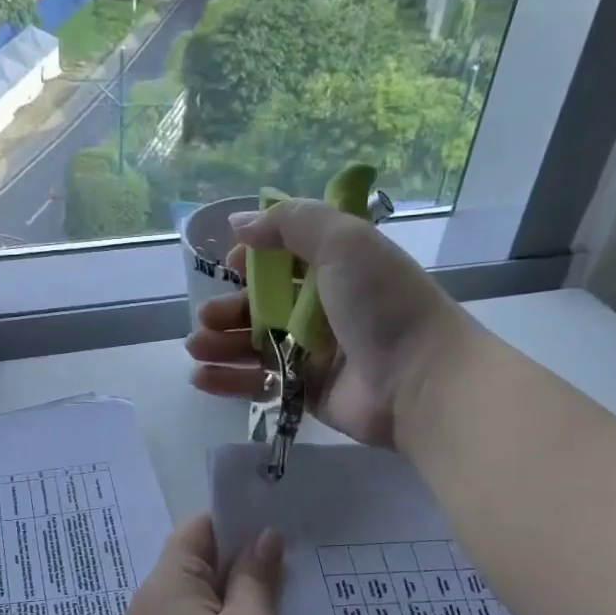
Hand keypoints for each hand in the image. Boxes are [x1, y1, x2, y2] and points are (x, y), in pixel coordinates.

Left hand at [123, 516, 282, 614]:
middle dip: (238, 562)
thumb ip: (257, 578)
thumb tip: (264, 537)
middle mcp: (150, 599)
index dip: (236, 525)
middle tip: (285, 571)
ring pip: (195, 596)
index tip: (276, 536)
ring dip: (230, 596)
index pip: (198, 528)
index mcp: (168, 580)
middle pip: (195, 560)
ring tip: (273, 605)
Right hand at [184, 199, 462, 447]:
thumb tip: (239, 223)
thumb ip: (290, 223)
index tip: (231, 264)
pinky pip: (260, 382)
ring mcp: (313, 352)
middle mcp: (322, 307)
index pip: (283, 257)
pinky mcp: (306, 391)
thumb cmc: (383, 305)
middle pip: (261, 304)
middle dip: (227, 308)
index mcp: (335, 267)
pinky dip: (229, 380)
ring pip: (254, 344)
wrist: (419, 381)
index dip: (252, 260)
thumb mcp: (344, 242)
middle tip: (206, 319)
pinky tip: (202, 378)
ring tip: (195, 348)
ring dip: (220, 344)